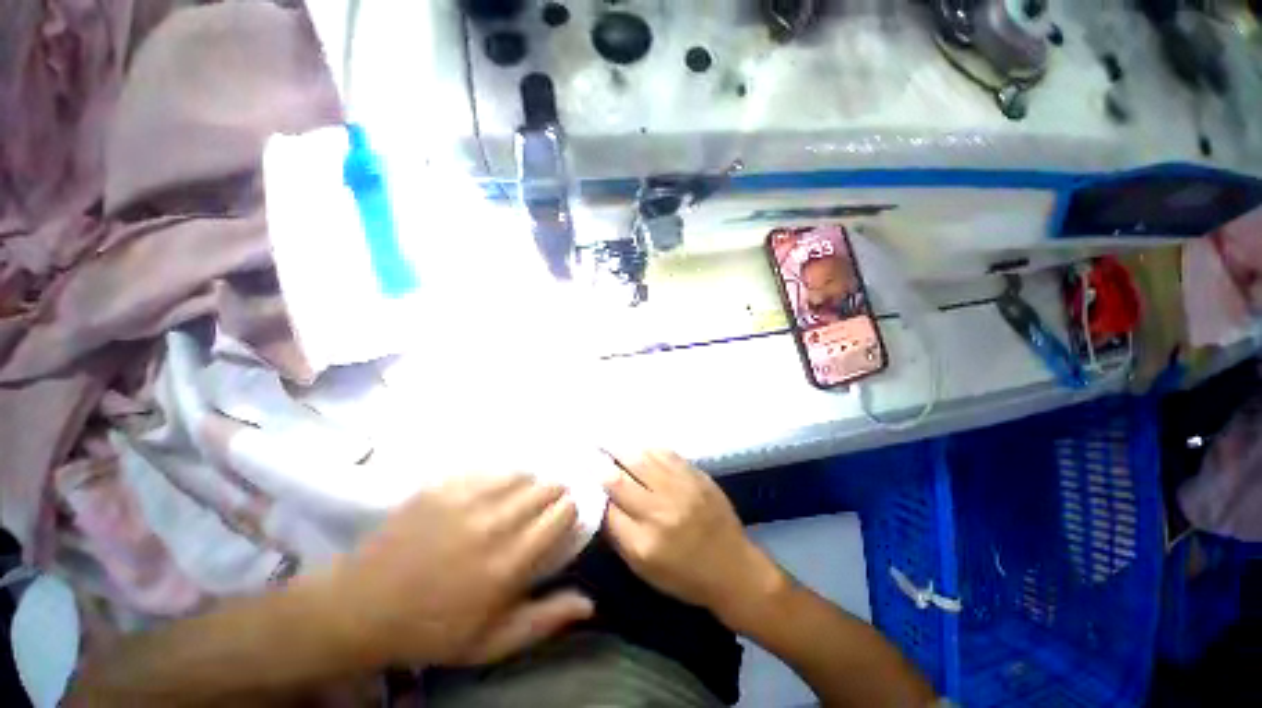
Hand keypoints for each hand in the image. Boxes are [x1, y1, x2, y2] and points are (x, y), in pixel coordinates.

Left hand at [322, 475, 592, 666]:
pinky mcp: (445, 485)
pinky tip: (493, 491)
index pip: (562, 512)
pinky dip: (501, 477)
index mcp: (510, 563)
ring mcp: (467, 499)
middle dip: (554, 495)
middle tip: (543, 510)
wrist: (362, 607)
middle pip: (547, 487)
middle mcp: (495, 523)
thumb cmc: (433, 629)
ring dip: (529, 484)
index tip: (563, 520)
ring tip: (519, 499)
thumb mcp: (491, 642)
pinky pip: (490, 469)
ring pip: (522, 473)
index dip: (569, 512)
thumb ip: (545, 620)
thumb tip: (590, 602)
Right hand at [602, 450, 785, 624]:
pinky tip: (639, 446)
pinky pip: (666, 454)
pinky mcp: (696, 476)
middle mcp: (659, 512)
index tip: (584, 476)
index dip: (593, 489)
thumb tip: (602, 502)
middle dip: (602, 463)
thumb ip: (620, 535)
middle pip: (619, 479)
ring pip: (641, 460)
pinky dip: (648, 448)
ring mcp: (680, 489)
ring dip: (621, 449)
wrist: (733, 568)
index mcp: (643, 542)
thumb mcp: (645, 569)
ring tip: (608, 440)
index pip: (606, 508)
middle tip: (591, 450)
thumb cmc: (685, 576)